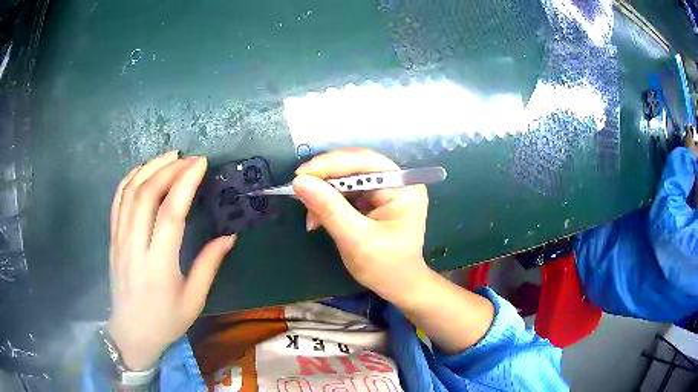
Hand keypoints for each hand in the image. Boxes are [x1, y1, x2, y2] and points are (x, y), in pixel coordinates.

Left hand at [107, 151, 235, 369]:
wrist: (132, 333)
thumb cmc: (166, 320)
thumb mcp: (194, 300)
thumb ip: (209, 265)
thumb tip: (229, 236)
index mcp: (159, 265)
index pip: (170, 213)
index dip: (185, 183)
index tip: (201, 163)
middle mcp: (135, 246)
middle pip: (147, 194)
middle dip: (169, 168)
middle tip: (189, 158)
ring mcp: (119, 240)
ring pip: (129, 192)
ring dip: (150, 168)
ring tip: (169, 156)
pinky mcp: (112, 238)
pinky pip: (117, 200)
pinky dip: (129, 179)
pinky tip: (143, 170)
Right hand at [292, 148, 429, 302]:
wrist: (398, 286)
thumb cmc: (385, 267)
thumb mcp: (356, 240)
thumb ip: (329, 209)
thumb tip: (300, 182)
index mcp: (403, 187)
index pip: (365, 161)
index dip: (331, 164)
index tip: (301, 176)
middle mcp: (397, 181)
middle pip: (355, 165)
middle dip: (325, 178)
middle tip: (299, 190)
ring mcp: (386, 189)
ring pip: (347, 177)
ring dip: (324, 192)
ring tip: (310, 215)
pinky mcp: (374, 199)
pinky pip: (346, 190)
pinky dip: (328, 201)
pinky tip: (317, 217)